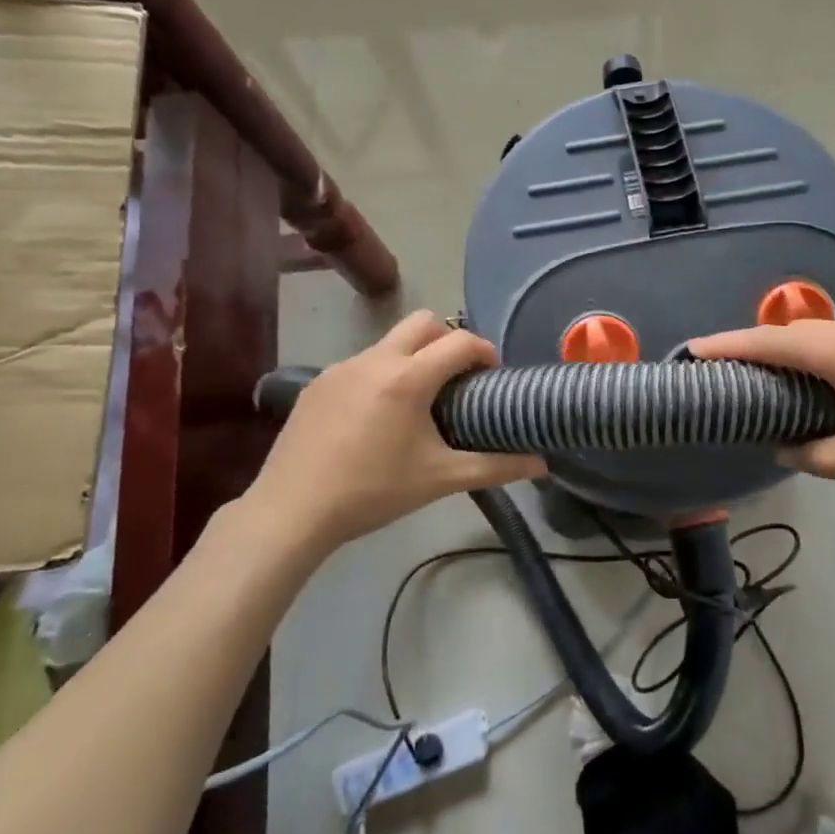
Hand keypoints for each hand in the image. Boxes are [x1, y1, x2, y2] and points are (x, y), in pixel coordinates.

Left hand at [239, 312, 545, 555]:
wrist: (292, 511)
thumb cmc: (374, 491)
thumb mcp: (441, 479)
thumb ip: (496, 468)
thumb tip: (541, 465)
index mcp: (408, 377)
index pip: (460, 342)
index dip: (485, 351)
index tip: (494, 375)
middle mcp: (375, 360)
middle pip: (423, 323)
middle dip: (448, 340)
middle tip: (458, 378)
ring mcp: (341, 368)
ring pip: (389, 342)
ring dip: (414, 357)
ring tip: (419, 401)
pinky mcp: (317, 383)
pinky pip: (362, 363)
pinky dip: (382, 374)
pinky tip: (377, 417)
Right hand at [691, 321, 834, 487]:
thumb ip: (816, 456)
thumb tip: (784, 448)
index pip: (768, 342)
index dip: (727, 345)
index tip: (692, 350)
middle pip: (791, 332)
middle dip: (753, 347)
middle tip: (725, 371)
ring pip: (820, 335)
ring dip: (788, 350)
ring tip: (768, 378)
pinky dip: (817, 355)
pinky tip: (822, 381)